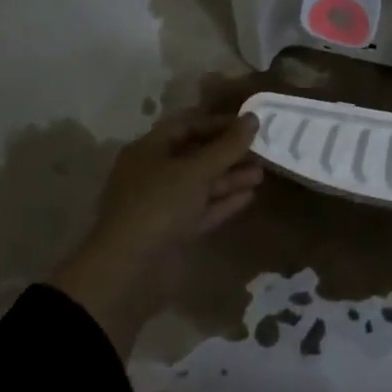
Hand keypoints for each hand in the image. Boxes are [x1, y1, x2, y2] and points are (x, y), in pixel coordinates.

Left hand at [49, 113, 262, 353]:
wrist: (128, 272)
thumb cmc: (159, 205)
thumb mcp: (197, 170)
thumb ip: (228, 145)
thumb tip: (253, 119)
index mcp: (148, 151)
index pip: (187, 126)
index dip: (218, 123)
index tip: (249, 125)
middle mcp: (152, 174)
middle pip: (195, 156)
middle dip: (228, 153)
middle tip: (261, 151)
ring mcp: (160, 205)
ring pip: (200, 185)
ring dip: (229, 178)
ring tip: (262, 174)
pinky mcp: (171, 232)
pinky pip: (200, 210)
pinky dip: (223, 202)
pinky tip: (249, 196)